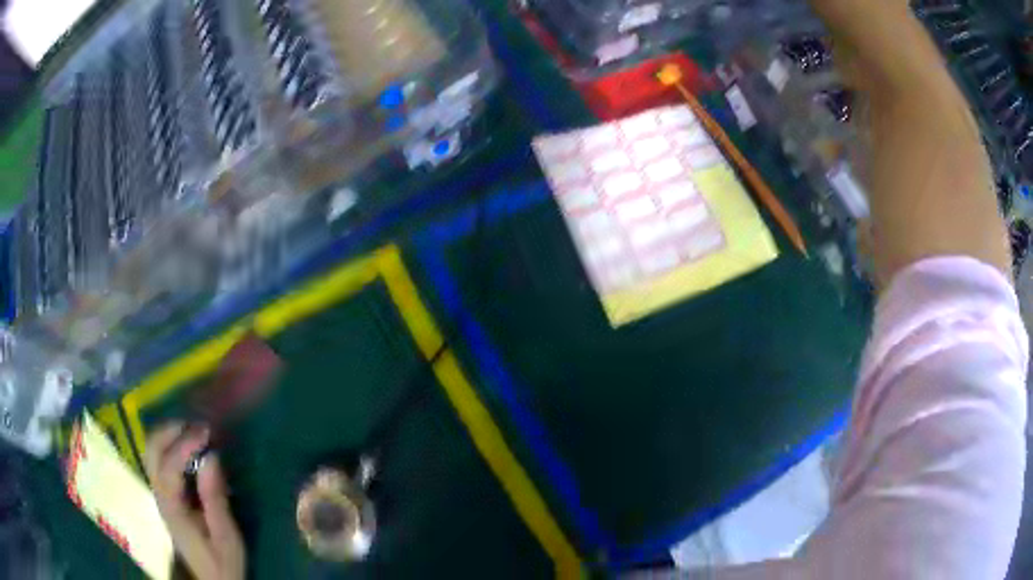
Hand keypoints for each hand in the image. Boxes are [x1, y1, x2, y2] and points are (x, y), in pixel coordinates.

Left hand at [145, 423, 245, 579]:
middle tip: (197, 426)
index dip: (184, 445)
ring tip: (194, 432)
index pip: (169, 467)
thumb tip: (211, 457)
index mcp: (173, 508)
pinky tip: (188, 447)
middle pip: (151, 451)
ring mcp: (159, 494)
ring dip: (168, 435)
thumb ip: (215, 498)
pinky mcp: (165, 495)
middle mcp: (159, 496)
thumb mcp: (226, 536)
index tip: (206, 432)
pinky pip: (159, 459)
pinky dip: (170, 445)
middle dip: (170, 431)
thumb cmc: (222, 561)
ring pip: (151, 451)